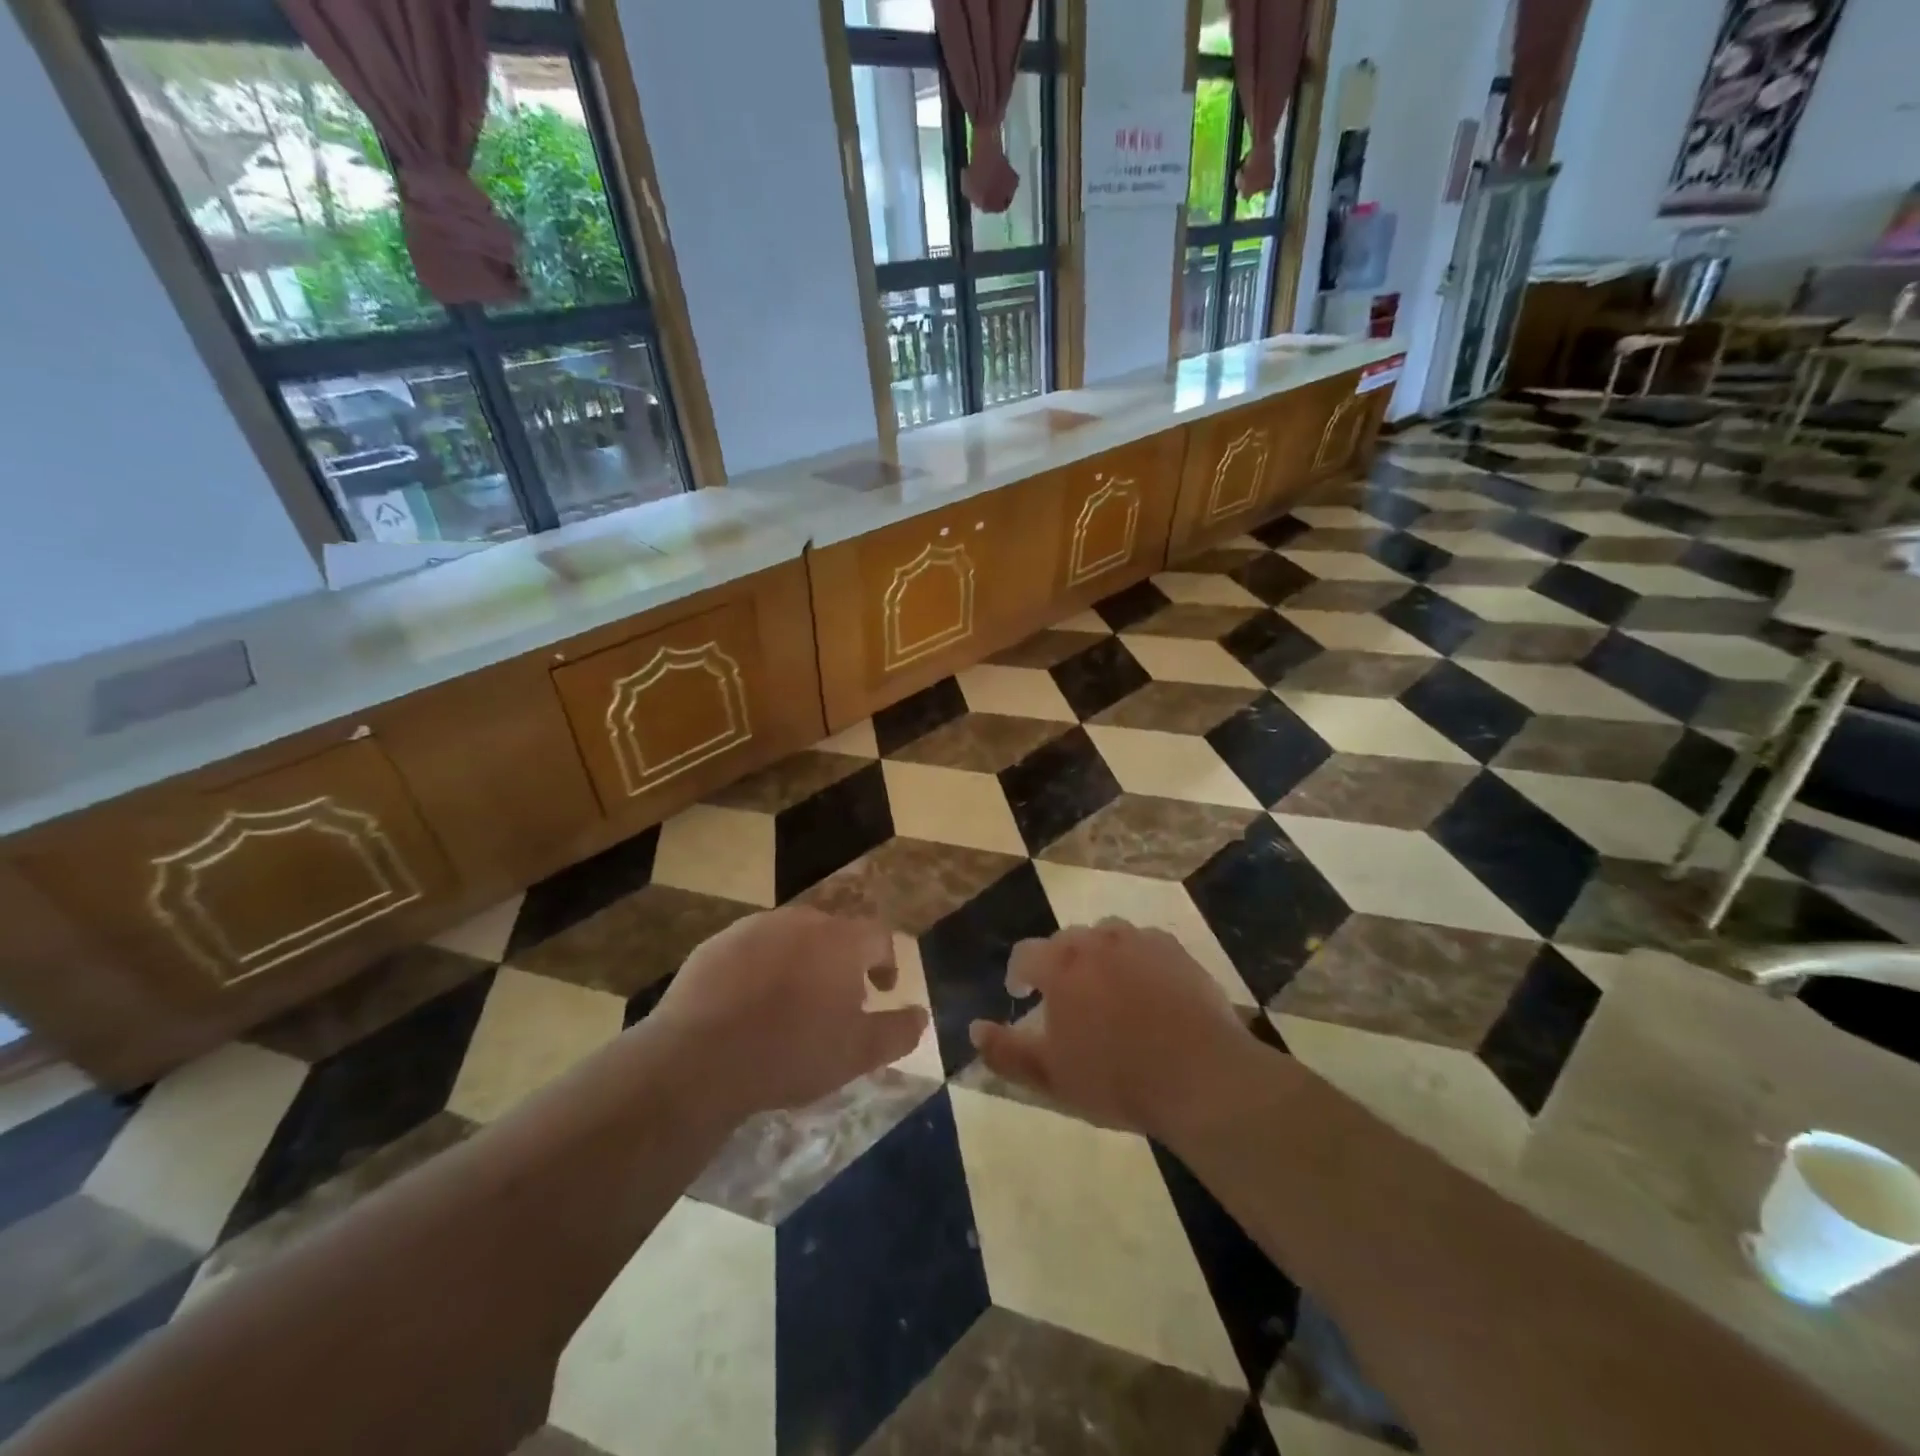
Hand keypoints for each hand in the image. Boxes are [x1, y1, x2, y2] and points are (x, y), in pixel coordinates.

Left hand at [654, 907, 927, 1117]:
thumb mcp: (857, 1054)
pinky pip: (751, 950)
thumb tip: (921, 1015)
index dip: (885, 962)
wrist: (699, 1059)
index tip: (882, 989)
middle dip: (842, 962)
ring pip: (790, 939)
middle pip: (833, 933)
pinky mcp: (716, 944)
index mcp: (840, 940)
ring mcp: (754, 928)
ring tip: (792, 1004)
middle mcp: (800, 921)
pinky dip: (760, 969)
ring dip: (801, 962)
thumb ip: (898, 1031)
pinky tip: (749, 1005)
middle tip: (837, 1001)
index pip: (878, 937)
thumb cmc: (790, 1053)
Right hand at [969, 919, 1265, 1142]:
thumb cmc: (1117, 1079)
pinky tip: (1148, 990)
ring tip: (1107, 990)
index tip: (1023, 994)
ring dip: (1099, 956)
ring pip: (1107, 936)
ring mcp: (1140, 941)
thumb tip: (974, 1028)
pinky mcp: (1176, 950)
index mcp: (1061, 966)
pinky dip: (1137, 959)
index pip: (1025, 954)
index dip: (1019, 974)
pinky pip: (1145, 944)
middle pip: (1066, 940)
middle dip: (1059, 964)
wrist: (1200, 1077)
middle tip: (1066, 998)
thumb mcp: (1050, 1077)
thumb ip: (1005, 1051)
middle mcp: (1097, 940)